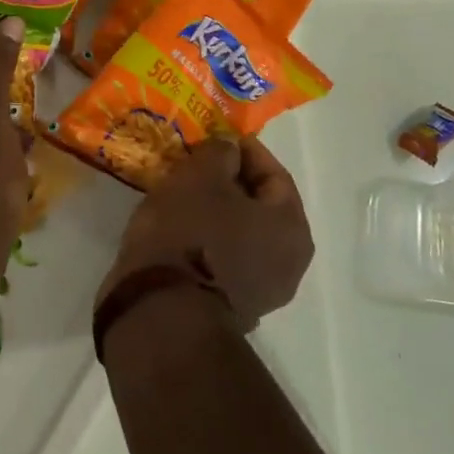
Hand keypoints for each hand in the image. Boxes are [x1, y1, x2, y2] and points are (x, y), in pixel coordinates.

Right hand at [101, 136, 313, 331]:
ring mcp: (262, 293)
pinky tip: (177, 231)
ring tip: (182, 195)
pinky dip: (206, 241)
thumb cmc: (189, 235)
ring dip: (216, 213)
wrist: (161, 315)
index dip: (244, 151)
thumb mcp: (200, 176)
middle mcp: (289, 263)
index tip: (214, 138)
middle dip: (228, 183)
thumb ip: (220, 152)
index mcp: (292, 227)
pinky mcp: (231, 310)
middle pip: (259, 207)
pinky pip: (223, 260)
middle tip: (196, 166)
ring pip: (240, 235)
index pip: (274, 174)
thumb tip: (229, 149)